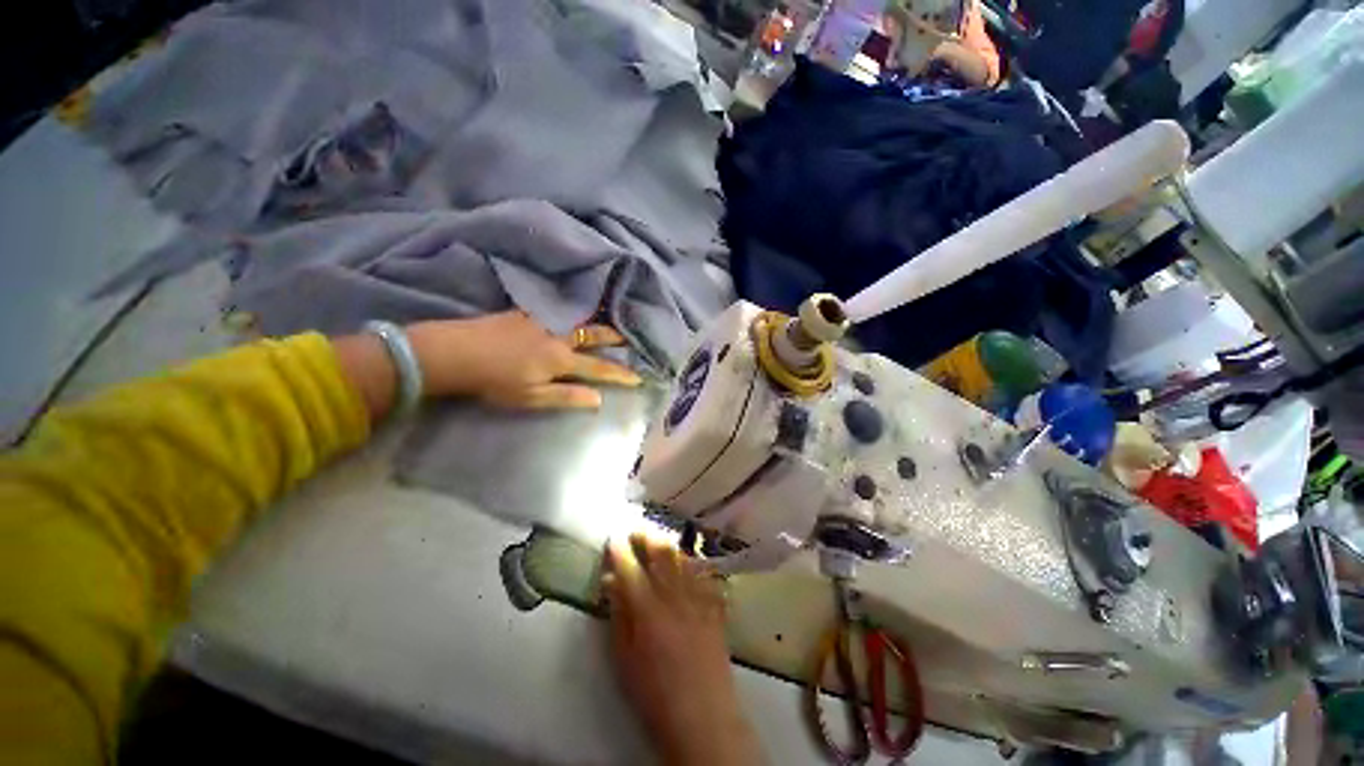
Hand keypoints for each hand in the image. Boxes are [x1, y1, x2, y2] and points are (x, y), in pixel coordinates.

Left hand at [407, 311, 640, 408]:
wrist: (456, 351)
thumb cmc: (494, 381)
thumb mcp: (531, 397)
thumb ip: (567, 397)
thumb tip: (598, 399)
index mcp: (561, 359)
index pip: (599, 367)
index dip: (620, 373)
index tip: (639, 376)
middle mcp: (558, 336)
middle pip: (594, 335)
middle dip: (615, 337)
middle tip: (630, 337)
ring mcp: (542, 321)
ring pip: (578, 318)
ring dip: (597, 320)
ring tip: (609, 320)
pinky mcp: (527, 312)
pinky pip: (559, 309)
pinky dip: (574, 311)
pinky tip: (573, 311)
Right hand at [603, 534, 762, 765]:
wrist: (703, 717)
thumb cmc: (655, 694)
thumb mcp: (624, 659)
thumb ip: (618, 614)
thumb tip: (611, 580)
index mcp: (649, 611)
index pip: (631, 569)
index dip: (620, 550)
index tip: (613, 538)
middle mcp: (676, 596)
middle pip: (663, 553)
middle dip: (648, 536)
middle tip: (637, 532)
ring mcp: (700, 599)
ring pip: (684, 558)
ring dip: (669, 545)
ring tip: (659, 542)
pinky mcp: (715, 606)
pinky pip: (705, 574)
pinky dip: (692, 563)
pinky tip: (687, 563)